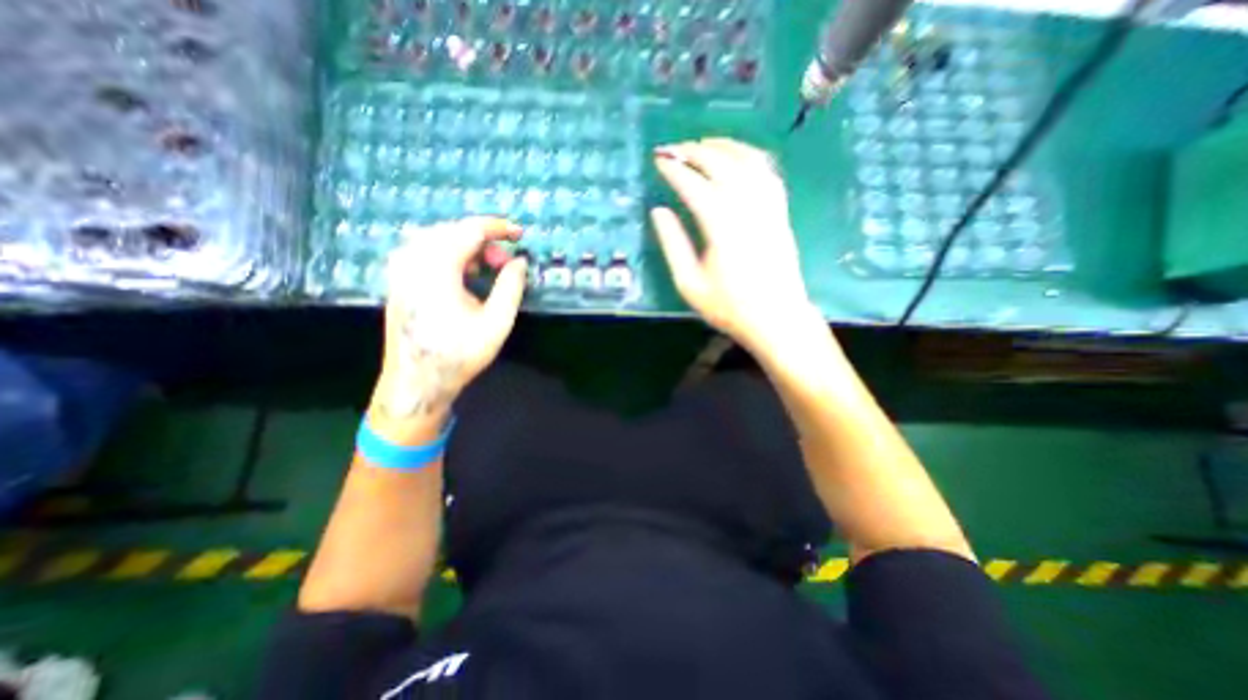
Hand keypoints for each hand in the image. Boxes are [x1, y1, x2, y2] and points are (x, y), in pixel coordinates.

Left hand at [370, 215, 525, 439]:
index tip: (519, 234)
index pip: (470, 230)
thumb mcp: (496, 322)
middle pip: (453, 230)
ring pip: (437, 238)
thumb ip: (511, 286)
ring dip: (467, 246)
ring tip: (487, 270)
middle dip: (484, 241)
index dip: (498, 228)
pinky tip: (463, 275)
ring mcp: (400, 269)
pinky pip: (425, 251)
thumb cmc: (459, 354)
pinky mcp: (397, 280)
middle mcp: (413, 260)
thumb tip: (519, 261)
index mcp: (437, 267)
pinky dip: (449, 254)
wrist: (416, 381)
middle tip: (505, 264)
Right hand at [649, 136, 826, 355]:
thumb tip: (659, 211)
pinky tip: (739, 156)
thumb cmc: (729, 307)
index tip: (658, 160)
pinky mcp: (780, 211)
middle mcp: (747, 208)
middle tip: (674, 148)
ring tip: (703, 142)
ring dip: (724, 146)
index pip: (694, 185)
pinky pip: (768, 172)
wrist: (776, 318)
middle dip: (695, 151)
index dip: (674, 169)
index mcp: (721, 226)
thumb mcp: (690, 284)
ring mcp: (768, 207)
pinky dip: (751, 156)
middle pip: (721, 164)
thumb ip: (673, 245)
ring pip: (747, 161)